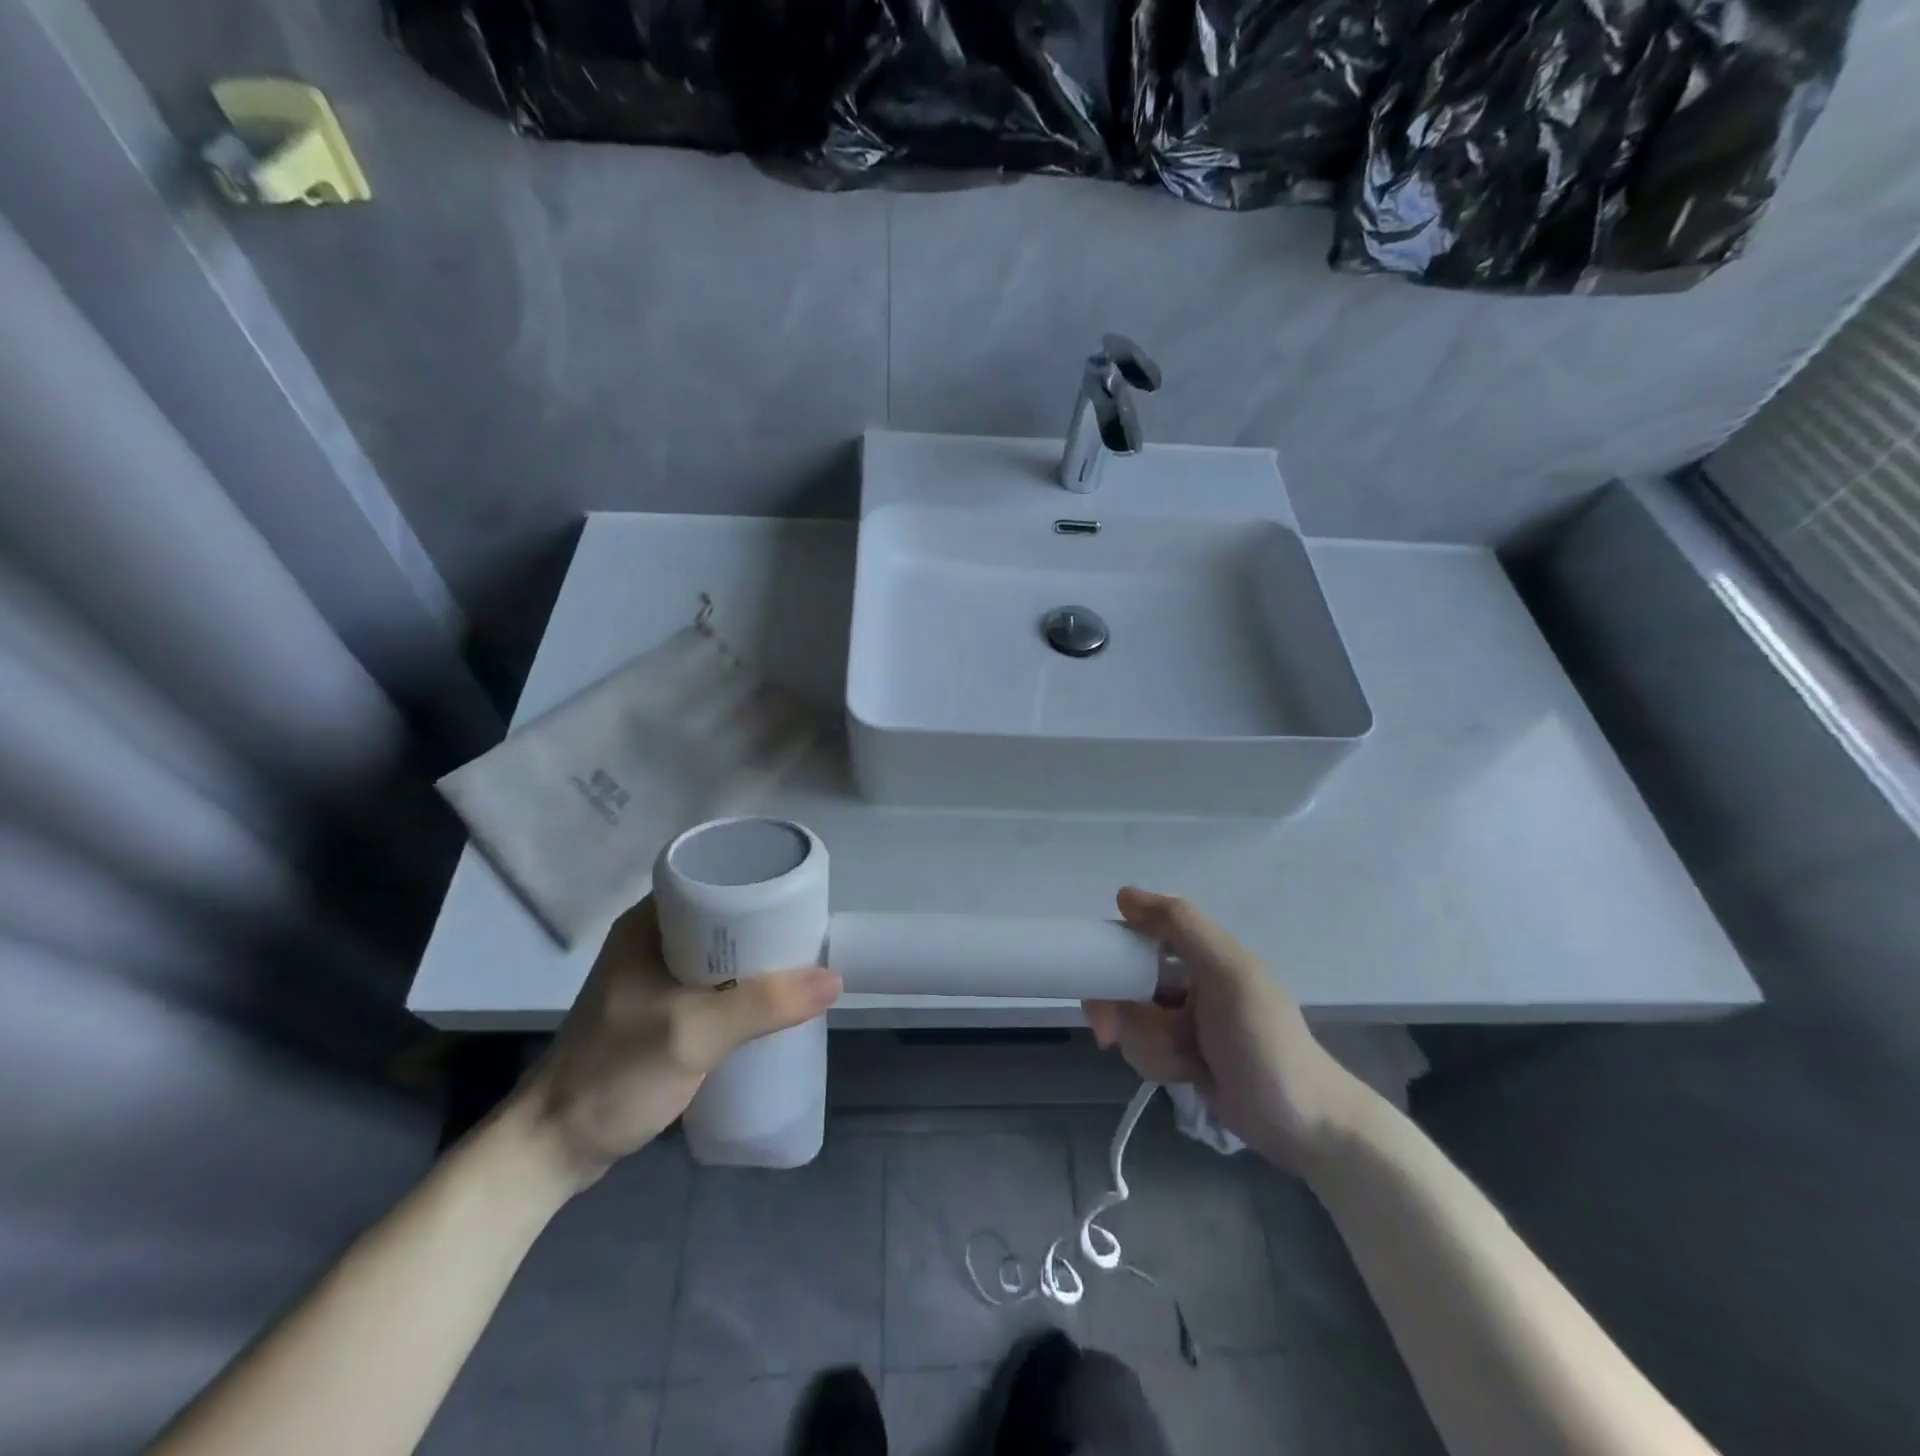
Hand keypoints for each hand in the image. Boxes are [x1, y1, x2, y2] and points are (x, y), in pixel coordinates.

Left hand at [516, 897, 840, 1189]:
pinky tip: (769, 1006)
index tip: (802, 899)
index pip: (713, 880)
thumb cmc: (614, 1075)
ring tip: (800, 968)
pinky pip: (713, 984)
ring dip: (757, 962)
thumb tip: (832, 979)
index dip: (759, 884)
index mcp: (649, 924)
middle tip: (810, 938)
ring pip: (720, 955)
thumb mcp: (693, 1034)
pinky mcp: (659, 1011)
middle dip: (767, 928)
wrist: (551, 1148)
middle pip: (723, 918)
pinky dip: (742, 989)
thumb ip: (762, 1005)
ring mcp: (653, 978)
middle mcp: (652, 940)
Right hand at [1084, 888, 1366, 1174]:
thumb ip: (1182, 927)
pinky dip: (1159, 1064)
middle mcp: (1191, 978)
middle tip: (1108, 1033)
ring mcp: (1186, 1019)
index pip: (1141, 933)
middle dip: (1124, 1013)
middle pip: (1127, 982)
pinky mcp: (1183, 1055)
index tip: (1094, 976)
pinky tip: (1190, 1076)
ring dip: (1148, 1044)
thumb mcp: (1228, 974)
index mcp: (1204, 951)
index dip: (1113, 952)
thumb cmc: (1265, 1042)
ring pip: (1132, 1020)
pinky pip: (1145, 1049)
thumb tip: (1124, 895)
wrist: (1305, 1126)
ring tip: (1184, 1063)